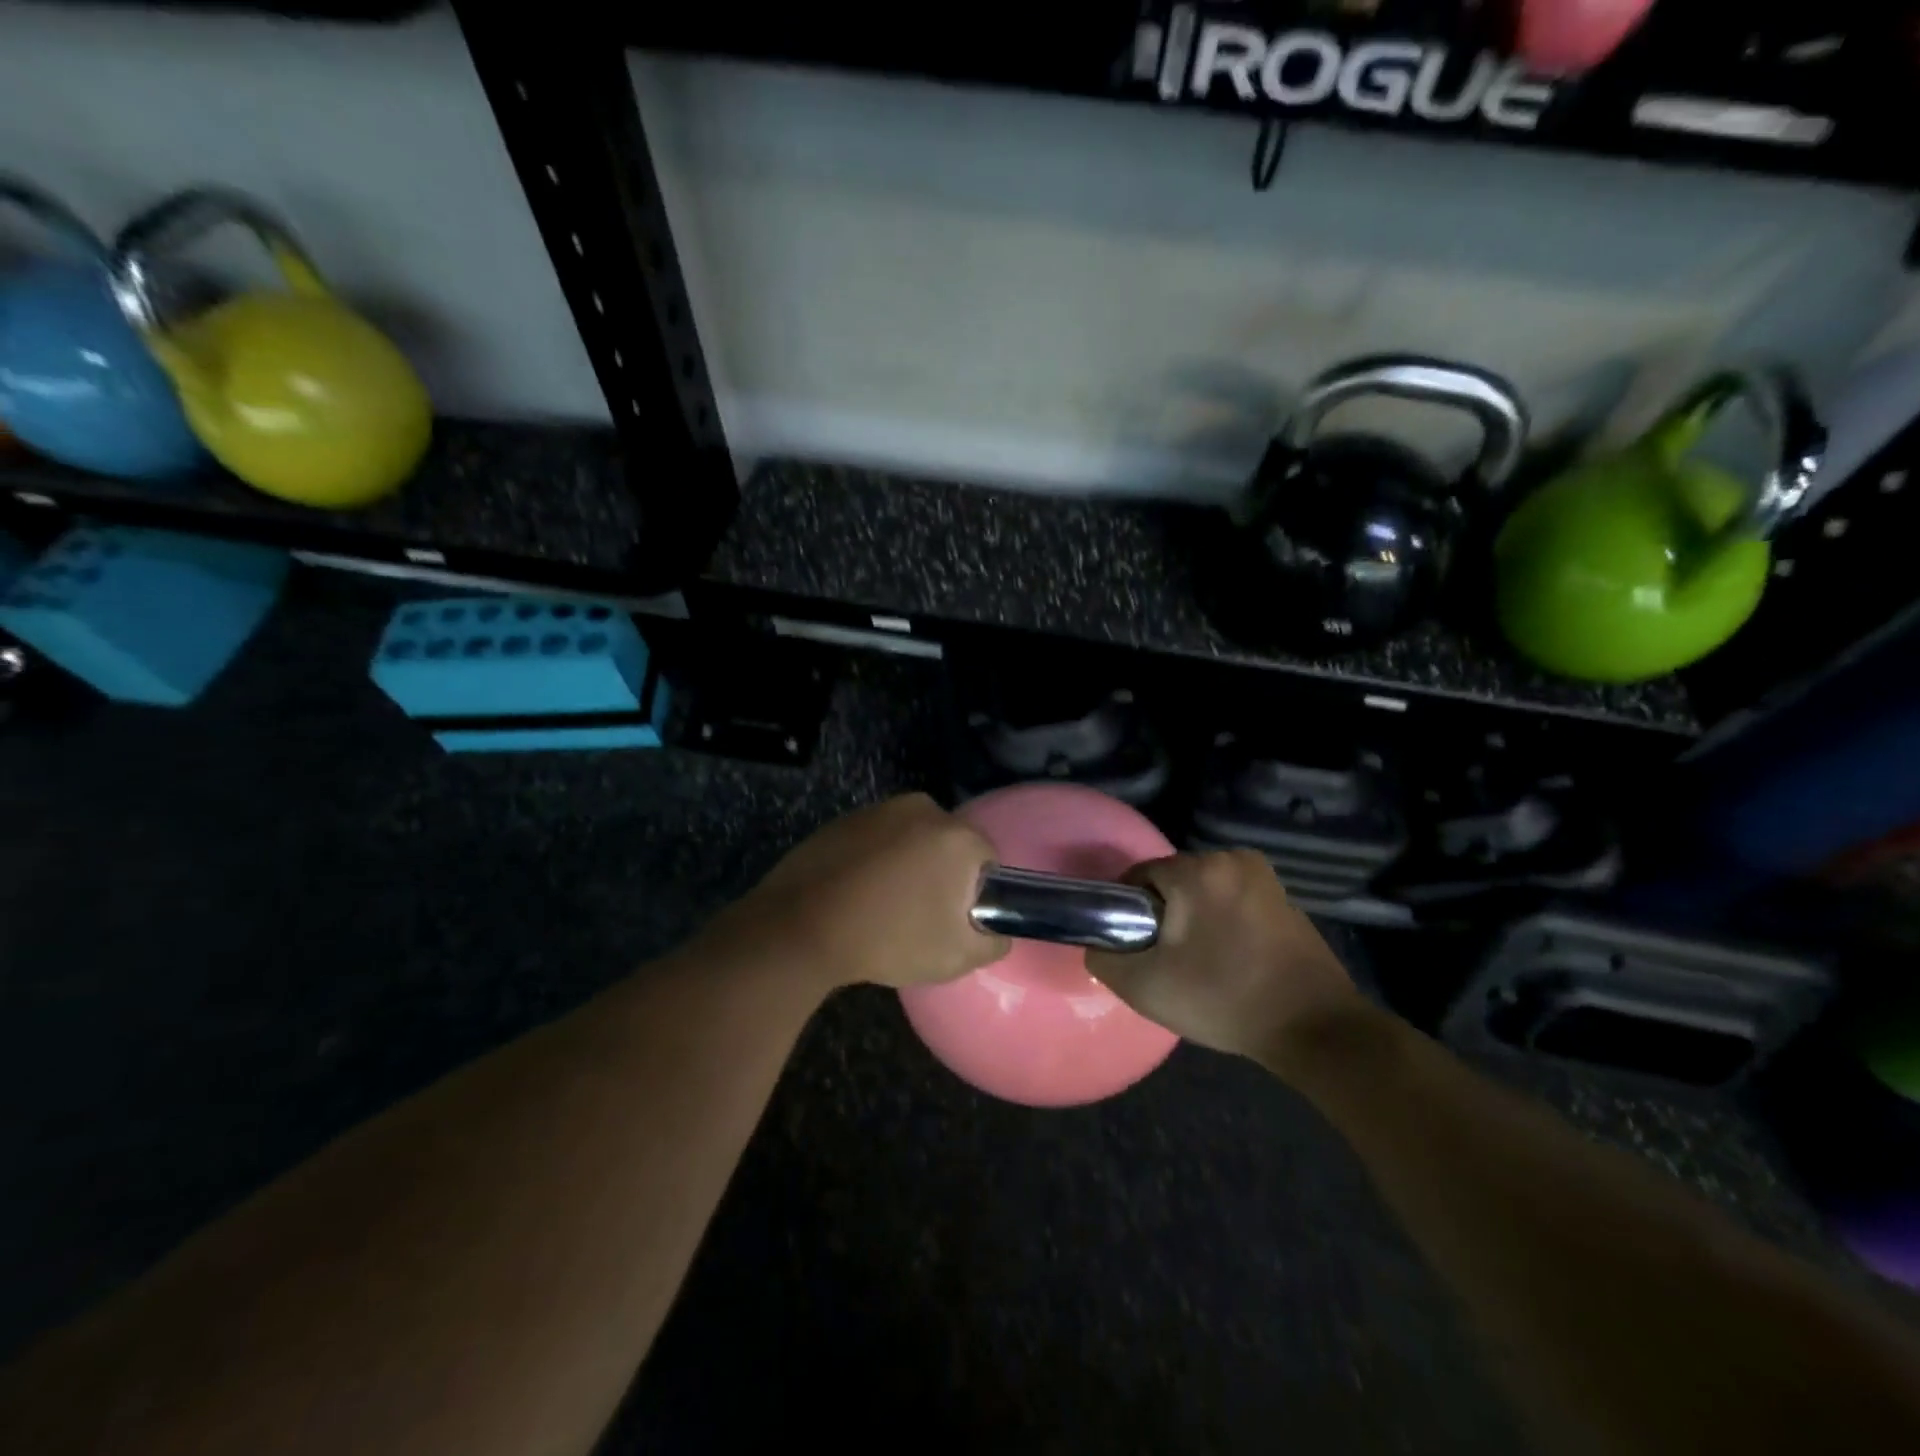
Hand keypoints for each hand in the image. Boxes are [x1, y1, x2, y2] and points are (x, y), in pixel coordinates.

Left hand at [723, 793, 1007, 991]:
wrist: (800, 927)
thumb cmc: (888, 939)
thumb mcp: (957, 957)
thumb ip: (993, 941)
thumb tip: (996, 929)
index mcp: (956, 835)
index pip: (987, 860)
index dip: (975, 893)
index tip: (953, 921)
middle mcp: (922, 809)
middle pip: (948, 845)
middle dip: (942, 876)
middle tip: (921, 917)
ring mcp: (879, 810)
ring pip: (912, 840)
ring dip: (908, 866)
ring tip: (884, 907)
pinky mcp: (845, 818)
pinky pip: (878, 840)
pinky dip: (876, 861)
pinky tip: (857, 893)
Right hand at [1085, 849, 1362, 1066]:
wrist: (1314, 1029)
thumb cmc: (1224, 999)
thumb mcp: (1145, 986)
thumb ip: (1105, 957)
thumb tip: (1099, 944)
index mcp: (1198, 870)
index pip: (1139, 876)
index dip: (1128, 911)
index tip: (1135, 947)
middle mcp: (1232, 859)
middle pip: (1173, 881)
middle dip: (1164, 915)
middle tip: (1166, 961)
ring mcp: (1264, 877)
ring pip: (1204, 891)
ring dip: (1194, 919)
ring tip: (1199, 964)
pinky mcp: (1285, 898)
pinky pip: (1233, 901)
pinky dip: (1223, 922)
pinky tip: (1230, 960)